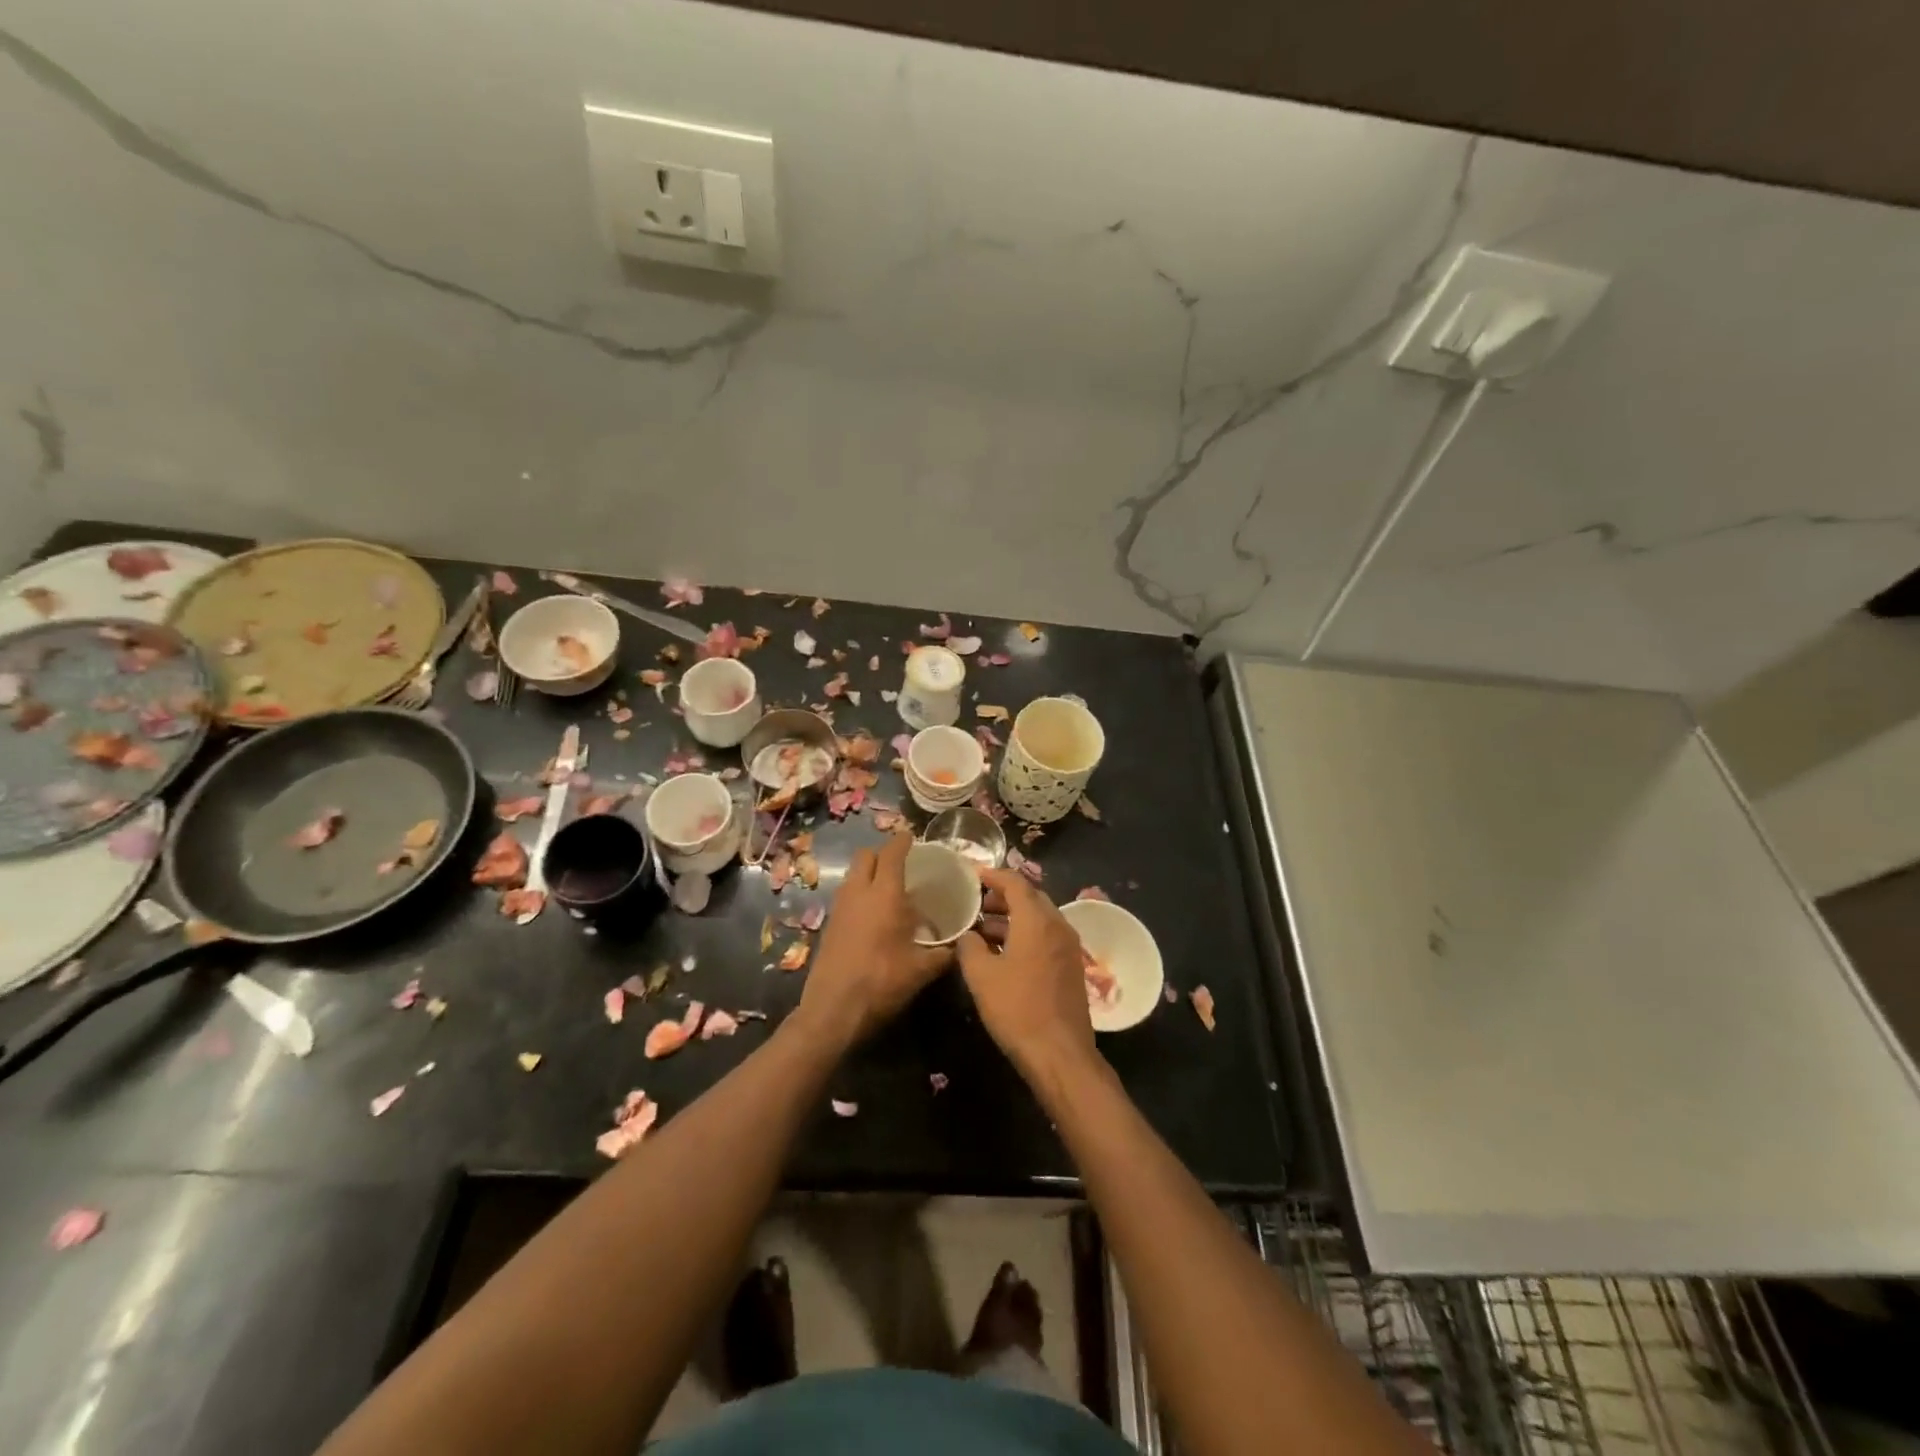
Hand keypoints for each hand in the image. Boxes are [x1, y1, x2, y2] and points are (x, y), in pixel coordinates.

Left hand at [797, 833, 950, 1047]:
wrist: (833, 1010)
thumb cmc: (882, 982)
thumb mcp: (922, 970)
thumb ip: (944, 954)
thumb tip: (962, 947)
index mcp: (884, 894)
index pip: (892, 853)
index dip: (903, 841)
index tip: (912, 837)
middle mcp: (859, 892)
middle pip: (865, 856)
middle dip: (882, 854)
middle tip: (901, 865)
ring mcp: (840, 907)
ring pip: (852, 875)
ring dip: (868, 874)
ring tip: (889, 890)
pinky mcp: (829, 925)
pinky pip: (846, 895)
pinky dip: (859, 894)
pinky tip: (874, 916)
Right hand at [957, 868, 1095, 1080]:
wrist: (1060, 1053)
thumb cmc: (1017, 1009)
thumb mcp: (981, 976)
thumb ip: (969, 946)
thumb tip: (967, 935)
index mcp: (1037, 920)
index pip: (1015, 882)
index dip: (992, 875)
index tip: (972, 876)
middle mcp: (1058, 925)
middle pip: (1030, 897)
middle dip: (1002, 896)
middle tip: (975, 904)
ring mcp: (1068, 946)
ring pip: (1038, 918)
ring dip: (1012, 917)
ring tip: (982, 930)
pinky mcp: (1071, 966)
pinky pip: (1046, 936)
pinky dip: (1024, 933)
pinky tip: (1003, 952)